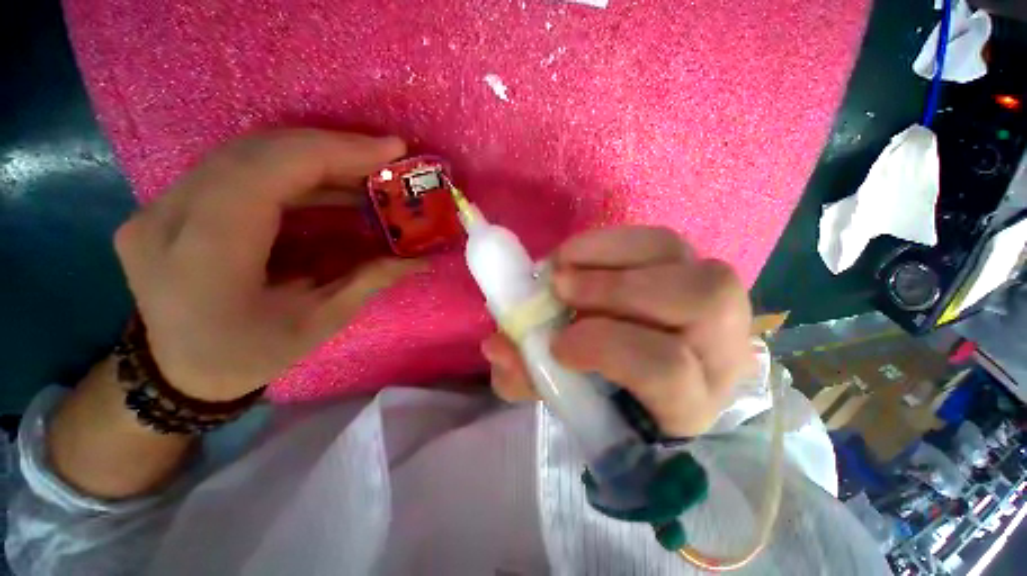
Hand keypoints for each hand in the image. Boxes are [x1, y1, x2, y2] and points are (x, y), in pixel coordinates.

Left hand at [115, 130, 417, 401]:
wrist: (177, 373)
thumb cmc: (249, 356)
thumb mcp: (319, 323)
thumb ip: (369, 281)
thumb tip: (421, 259)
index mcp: (206, 256)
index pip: (268, 172)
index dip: (334, 151)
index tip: (391, 150)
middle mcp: (168, 218)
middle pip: (256, 151)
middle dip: (331, 148)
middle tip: (384, 157)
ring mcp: (158, 207)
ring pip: (245, 153)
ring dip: (313, 156)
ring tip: (364, 170)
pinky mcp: (167, 204)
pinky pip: (235, 168)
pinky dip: (289, 169)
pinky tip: (327, 182)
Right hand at [481, 227, 753, 437]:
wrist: (631, 364)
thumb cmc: (599, 390)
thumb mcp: (560, 391)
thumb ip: (528, 375)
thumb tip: (498, 346)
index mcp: (686, 404)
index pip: (668, 370)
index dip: (606, 347)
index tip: (556, 343)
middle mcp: (719, 350)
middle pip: (697, 303)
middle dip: (615, 290)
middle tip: (558, 286)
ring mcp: (715, 301)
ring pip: (680, 260)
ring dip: (610, 258)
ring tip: (563, 266)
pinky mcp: (692, 267)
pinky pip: (660, 240)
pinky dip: (611, 242)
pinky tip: (577, 254)